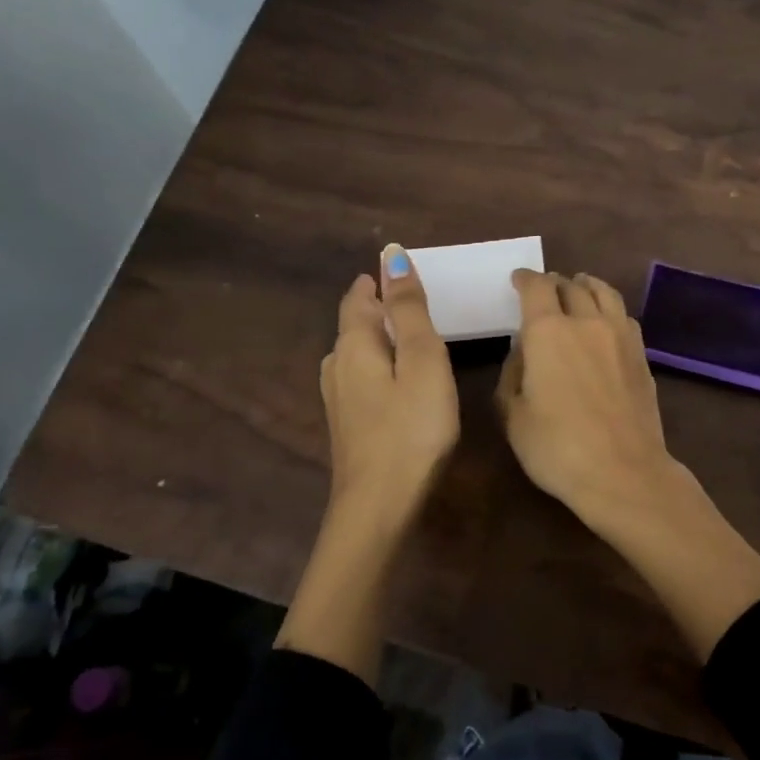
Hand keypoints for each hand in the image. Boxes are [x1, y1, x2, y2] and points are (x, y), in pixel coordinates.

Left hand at [320, 244, 459, 523]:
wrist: (380, 504)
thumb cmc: (411, 428)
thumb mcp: (421, 361)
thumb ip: (410, 309)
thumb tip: (391, 255)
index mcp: (354, 344)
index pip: (360, 297)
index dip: (379, 281)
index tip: (405, 272)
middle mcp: (337, 366)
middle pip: (355, 324)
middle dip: (379, 308)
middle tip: (416, 302)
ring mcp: (339, 400)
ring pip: (357, 354)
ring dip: (380, 339)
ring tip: (411, 338)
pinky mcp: (348, 426)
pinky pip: (362, 379)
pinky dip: (380, 367)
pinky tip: (398, 382)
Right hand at [495, 270, 681, 527]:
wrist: (623, 472)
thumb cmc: (557, 448)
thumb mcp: (513, 416)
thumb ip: (512, 375)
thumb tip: (524, 352)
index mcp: (548, 332)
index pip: (536, 288)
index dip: (525, 279)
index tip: (518, 280)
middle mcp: (586, 322)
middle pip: (571, 286)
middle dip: (554, 282)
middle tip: (545, 287)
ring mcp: (620, 337)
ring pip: (604, 293)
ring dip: (587, 285)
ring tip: (579, 286)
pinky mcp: (641, 356)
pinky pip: (624, 317)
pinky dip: (610, 309)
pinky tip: (607, 320)